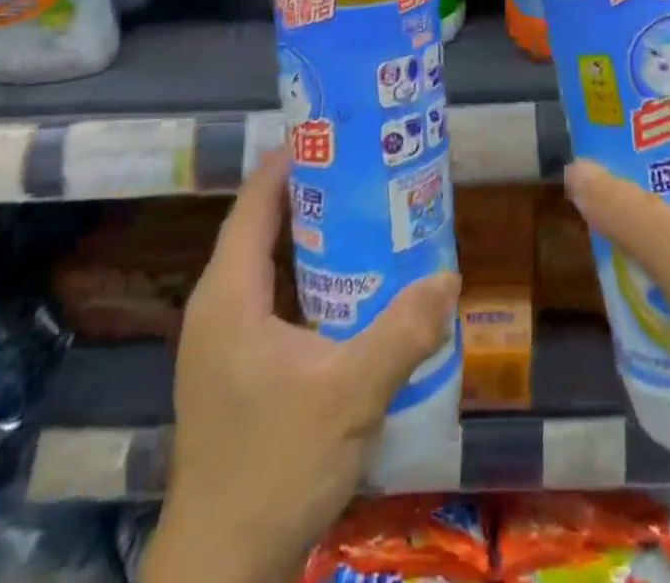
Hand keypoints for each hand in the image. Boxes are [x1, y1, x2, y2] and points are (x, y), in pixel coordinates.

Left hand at [144, 150, 459, 582]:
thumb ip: (402, 332)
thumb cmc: (273, 469)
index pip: (256, 201)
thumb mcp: (349, 395)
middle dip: (316, 190)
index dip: (292, 158)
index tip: (340, 130)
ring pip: (271, 263)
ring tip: (372, 213)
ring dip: (316, 235)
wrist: (219, 574)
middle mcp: (219, 307)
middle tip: (373, 166)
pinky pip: (276, 297)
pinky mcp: (238, 370)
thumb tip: (450, 275)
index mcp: (228, 295)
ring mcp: (225, 342)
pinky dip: (313, 276)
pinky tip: (356, 286)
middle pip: (265, 225)